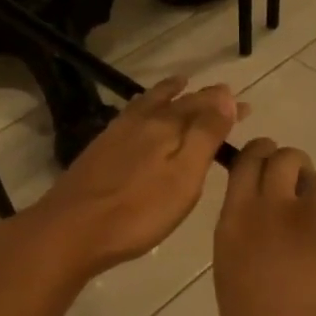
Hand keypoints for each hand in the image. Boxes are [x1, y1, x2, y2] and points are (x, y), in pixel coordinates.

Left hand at [27, 76, 239, 276]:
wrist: (71, 230)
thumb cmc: (138, 212)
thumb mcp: (184, 177)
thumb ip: (205, 136)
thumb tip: (225, 96)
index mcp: (166, 127)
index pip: (202, 106)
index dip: (224, 104)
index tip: (244, 105)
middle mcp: (141, 122)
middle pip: (176, 102)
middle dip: (202, 98)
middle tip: (222, 94)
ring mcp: (115, 135)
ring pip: (148, 104)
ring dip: (168, 94)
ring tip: (179, 85)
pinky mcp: (98, 151)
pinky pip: (130, 116)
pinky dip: (144, 108)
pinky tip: (139, 116)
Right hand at [213, 140, 315, 315]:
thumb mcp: (234, 279)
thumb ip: (248, 246)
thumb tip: (267, 238)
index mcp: (236, 221)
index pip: (248, 162)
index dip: (262, 153)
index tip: (270, 157)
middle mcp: (274, 208)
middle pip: (289, 157)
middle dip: (300, 168)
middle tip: (306, 195)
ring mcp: (315, 219)